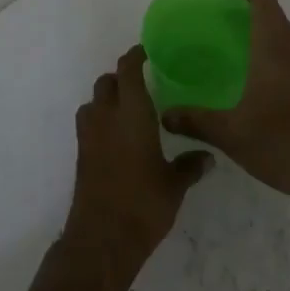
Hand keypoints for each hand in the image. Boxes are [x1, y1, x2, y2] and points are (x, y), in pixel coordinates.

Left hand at [64, 45, 211, 269]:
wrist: (102, 238)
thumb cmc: (143, 204)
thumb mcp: (174, 185)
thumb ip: (190, 165)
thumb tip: (208, 157)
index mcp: (132, 112)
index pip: (128, 70)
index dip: (135, 56)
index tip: (146, 52)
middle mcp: (106, 116)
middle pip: (107, 82)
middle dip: (121, 78)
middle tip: (141, 84)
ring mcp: (89, 135)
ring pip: (94, 101)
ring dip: (107, 99)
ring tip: (127, 110)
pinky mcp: (81, 154)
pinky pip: (89, 123)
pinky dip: (100, 121)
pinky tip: (117, 138)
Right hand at [160, 0, 289, 211]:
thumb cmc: (282, 144)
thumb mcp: (231, 133)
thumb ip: (195, 120)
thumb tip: (165, 115)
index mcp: (274, 48)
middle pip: (273, 10)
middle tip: (219, 6)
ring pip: (283, 32)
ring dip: (260, 24)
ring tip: (232, 36)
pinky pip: (289, 53)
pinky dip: (270, 46)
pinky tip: (254, 73)